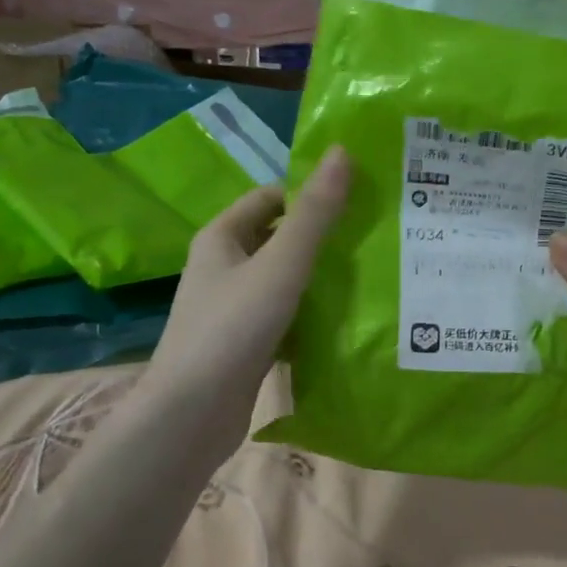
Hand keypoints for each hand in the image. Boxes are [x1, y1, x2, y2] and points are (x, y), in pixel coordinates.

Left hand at [148, 146, 351, 440]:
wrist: (192, 414)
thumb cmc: (233, 328)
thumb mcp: (281, 265)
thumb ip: (314, 214)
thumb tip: (342, 152)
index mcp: (222, 238)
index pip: (271, 198)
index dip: (310, 194)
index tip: (358, 201)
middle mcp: (224, 267)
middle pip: (279, 239)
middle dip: (321, 238)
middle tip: (373, 239)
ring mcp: (233, 307)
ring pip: (284, 281)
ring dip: (319, 279)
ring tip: (370, 277)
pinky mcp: (245, 343)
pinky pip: (284, 317)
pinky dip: (310, 315)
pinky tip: (345, 322)